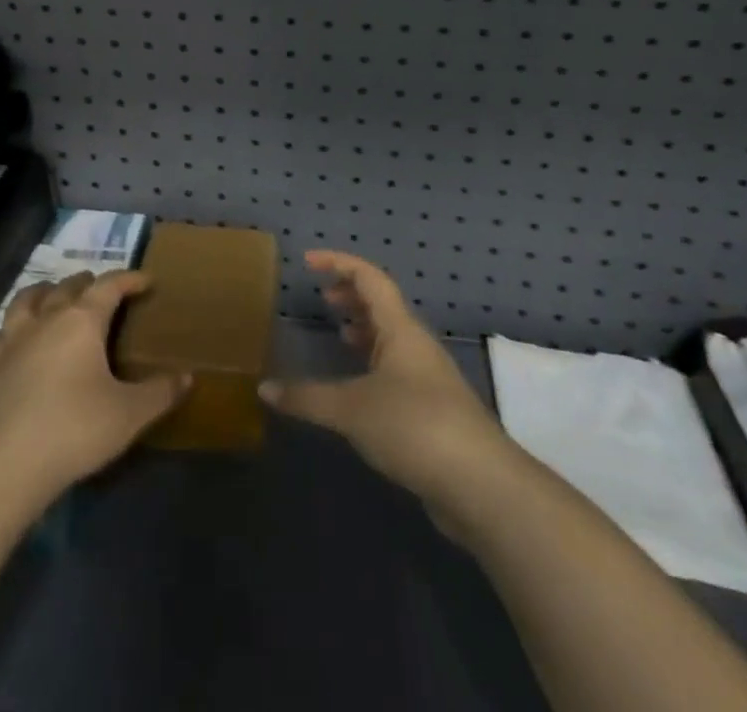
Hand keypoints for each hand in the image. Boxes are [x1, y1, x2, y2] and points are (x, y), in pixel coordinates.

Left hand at [0, 269, 186, 494]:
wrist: (6, 464)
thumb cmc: (75, 430)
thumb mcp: (129, 414)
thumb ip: (160, 393)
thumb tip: (187, 377)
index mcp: (82, 321)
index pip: (109, 286)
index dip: (129, 279)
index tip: (147, 281)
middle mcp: (46, 319)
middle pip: (67, 287)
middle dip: (88, 283)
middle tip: (102, 291)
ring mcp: (13, 341)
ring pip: (27, 300)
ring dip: (45, 292)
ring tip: (54, 296)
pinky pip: (1, 334)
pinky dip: (13, 328)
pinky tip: (16, 338)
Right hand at [261, 250, 512, 519]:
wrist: (482, 485)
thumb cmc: (415, 427)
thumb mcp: (351, 409)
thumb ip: (306, 397)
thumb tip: (264, 388)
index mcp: (400, 328)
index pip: (369, 278)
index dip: (339, 262)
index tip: (308, 261)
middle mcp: (416, 345)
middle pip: (383, 304)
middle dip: (352, 295)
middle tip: (322, 298)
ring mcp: (428, 377)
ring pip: (391, 337)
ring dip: (364, 328)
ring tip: (338, 333)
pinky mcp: (432, 410)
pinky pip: (396, 369)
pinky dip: (372, 363)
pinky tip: (357, 386)